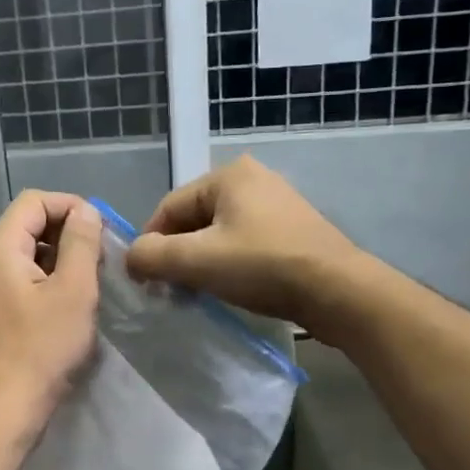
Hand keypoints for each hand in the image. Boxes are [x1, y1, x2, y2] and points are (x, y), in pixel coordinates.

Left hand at [0, 191, 102, 425]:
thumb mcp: (74, 291)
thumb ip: (81, 243)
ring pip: (23, 255)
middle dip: (66, 232)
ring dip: (58, 258)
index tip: (101, 229)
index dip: (70, 205)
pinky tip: (66, 305)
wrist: (5, 408)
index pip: (33, 202)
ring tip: (88, 282)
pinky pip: (17, 281)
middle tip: (99, 257)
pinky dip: (44, 280)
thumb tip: (85, 211)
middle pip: (26, 226)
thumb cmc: (43, 348)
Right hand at [124, 156, 362, 335]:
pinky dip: (228, 264)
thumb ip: (152, 256)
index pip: (168, 208)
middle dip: (177, 255)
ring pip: (218, 234)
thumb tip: (131, 259)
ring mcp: (276, 204)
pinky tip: (230, 289)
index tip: (145, 281)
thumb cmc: (263, 266)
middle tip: (171, 291)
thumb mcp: (197, 261)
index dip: (150, 245)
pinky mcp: (292, 230)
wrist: (338, 292)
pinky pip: (243, 243)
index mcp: (228, 175)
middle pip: (193, 220)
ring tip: (198, 294)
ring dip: (200, 263)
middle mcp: (252, 179)